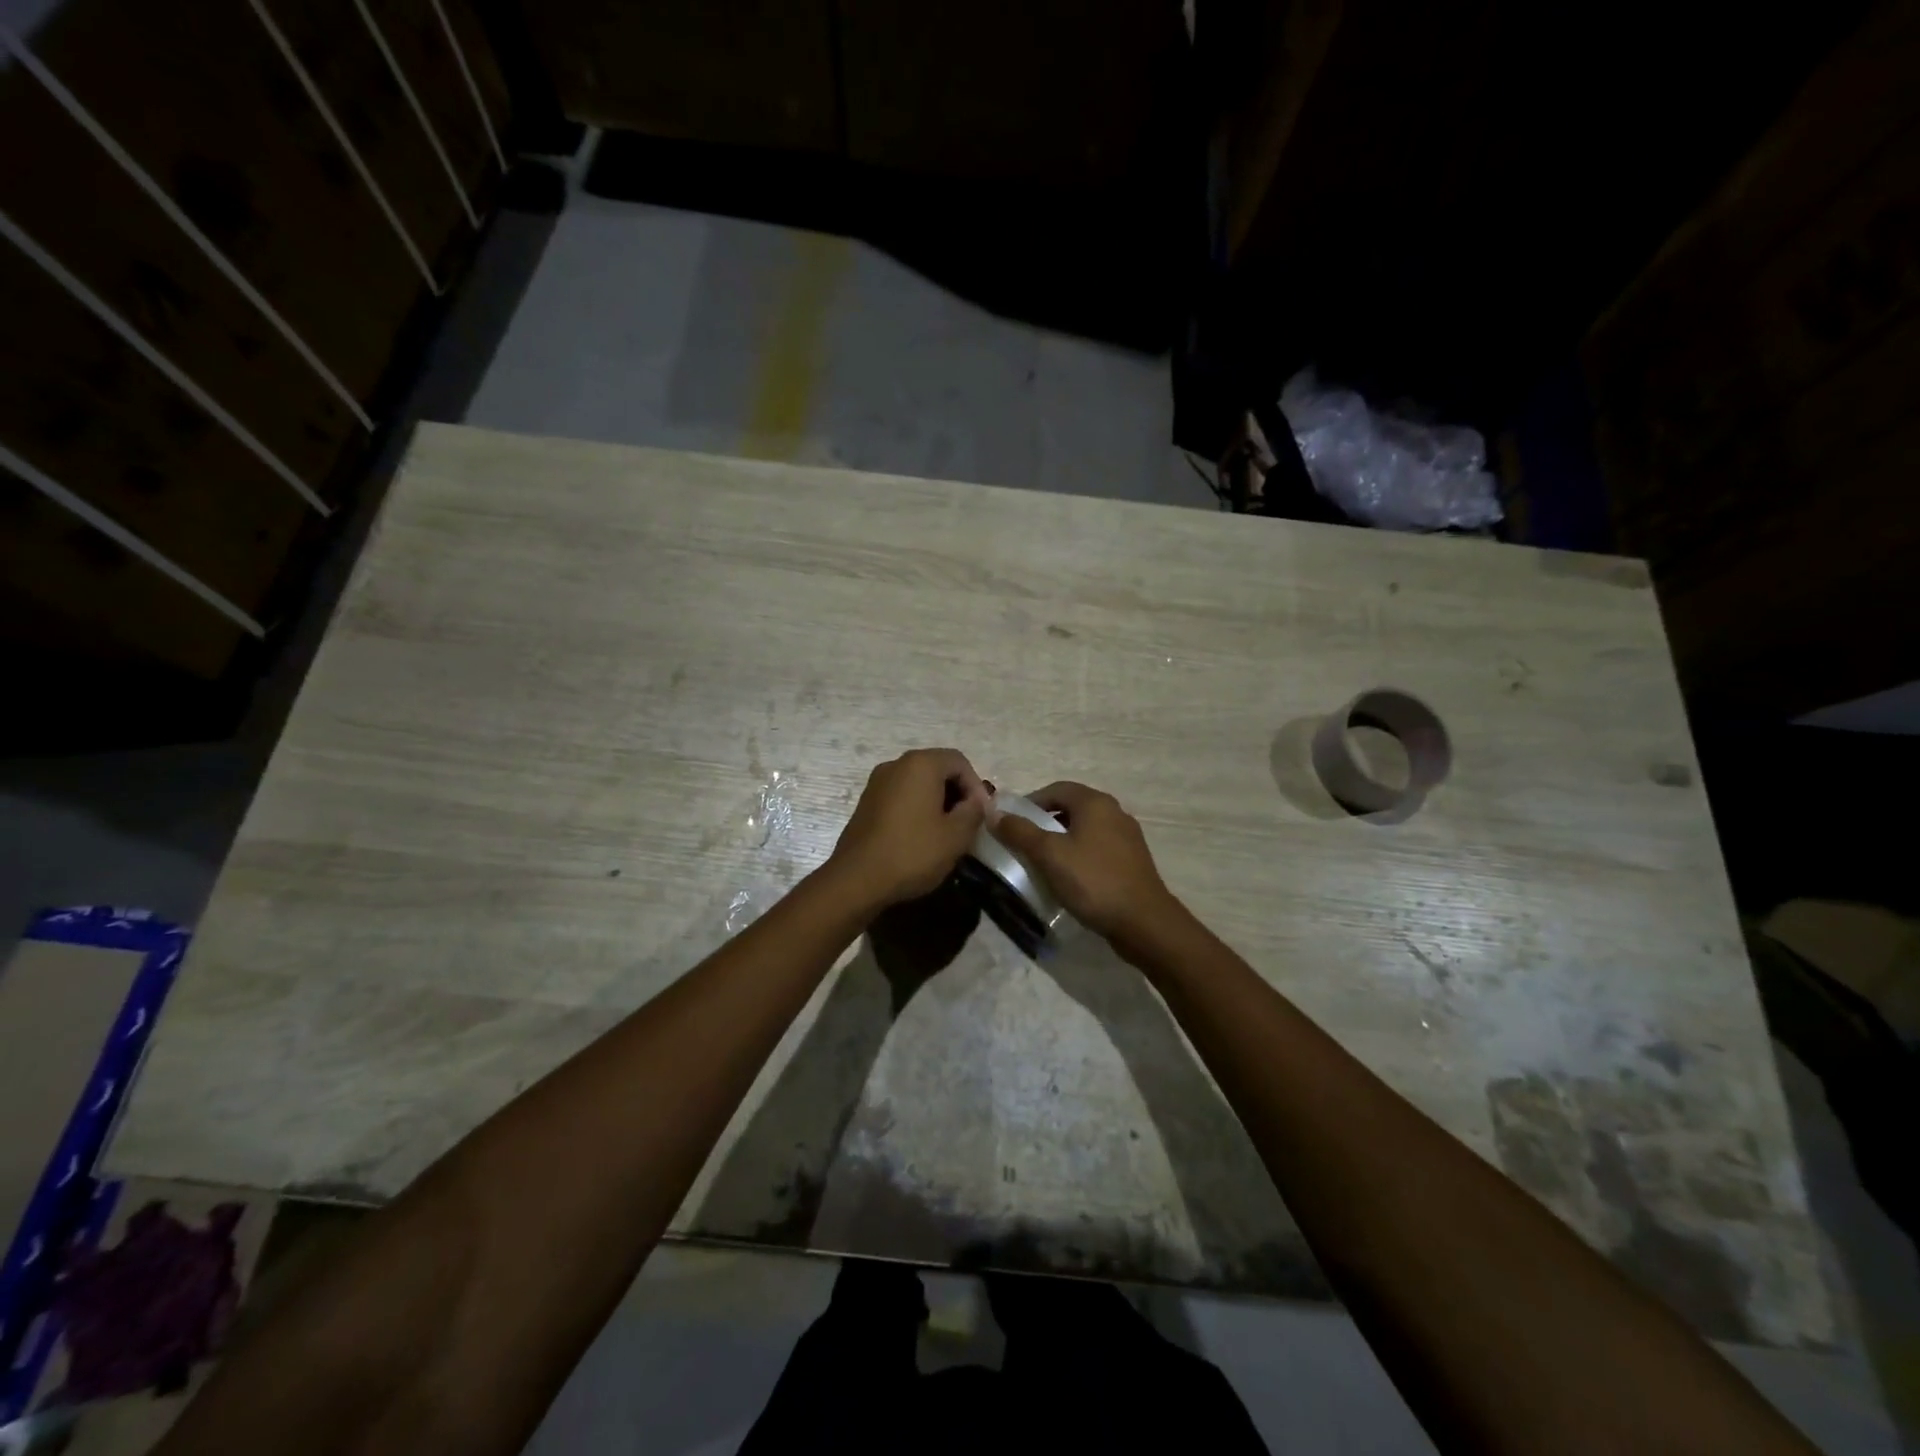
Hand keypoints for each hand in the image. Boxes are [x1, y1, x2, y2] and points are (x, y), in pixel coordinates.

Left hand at [828, 749, 990, 911]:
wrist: (856, 880)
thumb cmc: (912, 853)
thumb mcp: (956, 835)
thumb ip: (973, 811)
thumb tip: (977, 801)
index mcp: (920, 764)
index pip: (959, 761)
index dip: (976, 786)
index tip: (982, 815)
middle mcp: (896, 765)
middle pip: (937, 769)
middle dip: (957, 792)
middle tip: (968, 822)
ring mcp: (877, 783)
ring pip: (918, 783)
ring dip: (937, 802)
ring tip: (947, 831)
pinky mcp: (866, 803)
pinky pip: (900, 796)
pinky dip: (917, 808)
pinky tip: (922, 836)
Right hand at [988, 781, 1178, 944]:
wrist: (1144, 922)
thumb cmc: (1093, 881)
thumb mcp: (1049, 855)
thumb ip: (1020, 832)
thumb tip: (994, 813)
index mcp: (1095, 803)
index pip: (1056, 789)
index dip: (1030, 802)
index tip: (1011, 823)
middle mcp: (1114, 812)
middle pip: (1071, 807)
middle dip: (1045, 821)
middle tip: (1023, 843)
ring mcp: (1127, 837)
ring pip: (1085, 829)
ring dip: (1062, 840)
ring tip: (1043, 862)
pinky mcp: (1132, 860)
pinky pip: (1098, 848)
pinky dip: (1079, 855)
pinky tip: (1070, 877)